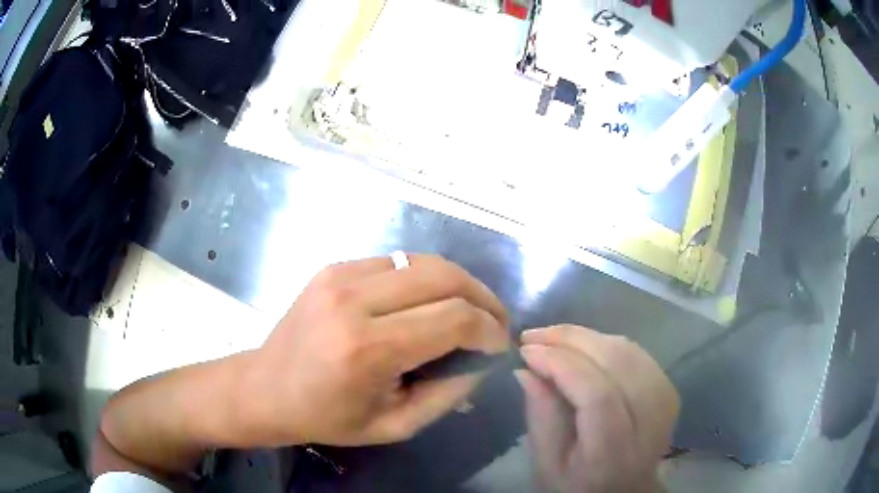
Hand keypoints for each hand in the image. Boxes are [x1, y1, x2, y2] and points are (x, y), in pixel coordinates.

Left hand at [242, 254, 509, 446]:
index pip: (454, 319)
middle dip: (483, 298)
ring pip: (424, 261)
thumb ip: (449, 394)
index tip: (500, 346)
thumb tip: (485, 360)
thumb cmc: (328, 417)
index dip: (490, 330)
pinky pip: (396, 262)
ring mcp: (340, 275)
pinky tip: (426, 302)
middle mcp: (354, 300)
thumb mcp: (395, 425)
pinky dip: (423, 279)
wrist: (266, 388)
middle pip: (445, 276)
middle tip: (495, 322)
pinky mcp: (334, 266)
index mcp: (368, 349)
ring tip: (470, 309)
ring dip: (458, 283)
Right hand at [516, 325, 679, 492]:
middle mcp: (649, 420)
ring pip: (626, 349)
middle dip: (570, 339)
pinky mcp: (668, 388)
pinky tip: (580, 347)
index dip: (561, 363)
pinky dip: (604, 342)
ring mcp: (665, 400)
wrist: (626, 490)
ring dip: (585, 336)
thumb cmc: (579, 484)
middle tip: (533, 335)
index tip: (526, 350)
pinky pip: (635, 352)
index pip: (596, 394)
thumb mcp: (547, 464)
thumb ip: (540, 417)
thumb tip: (526, 369)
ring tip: (551, 338)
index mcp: (614, 451)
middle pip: (616, 361)